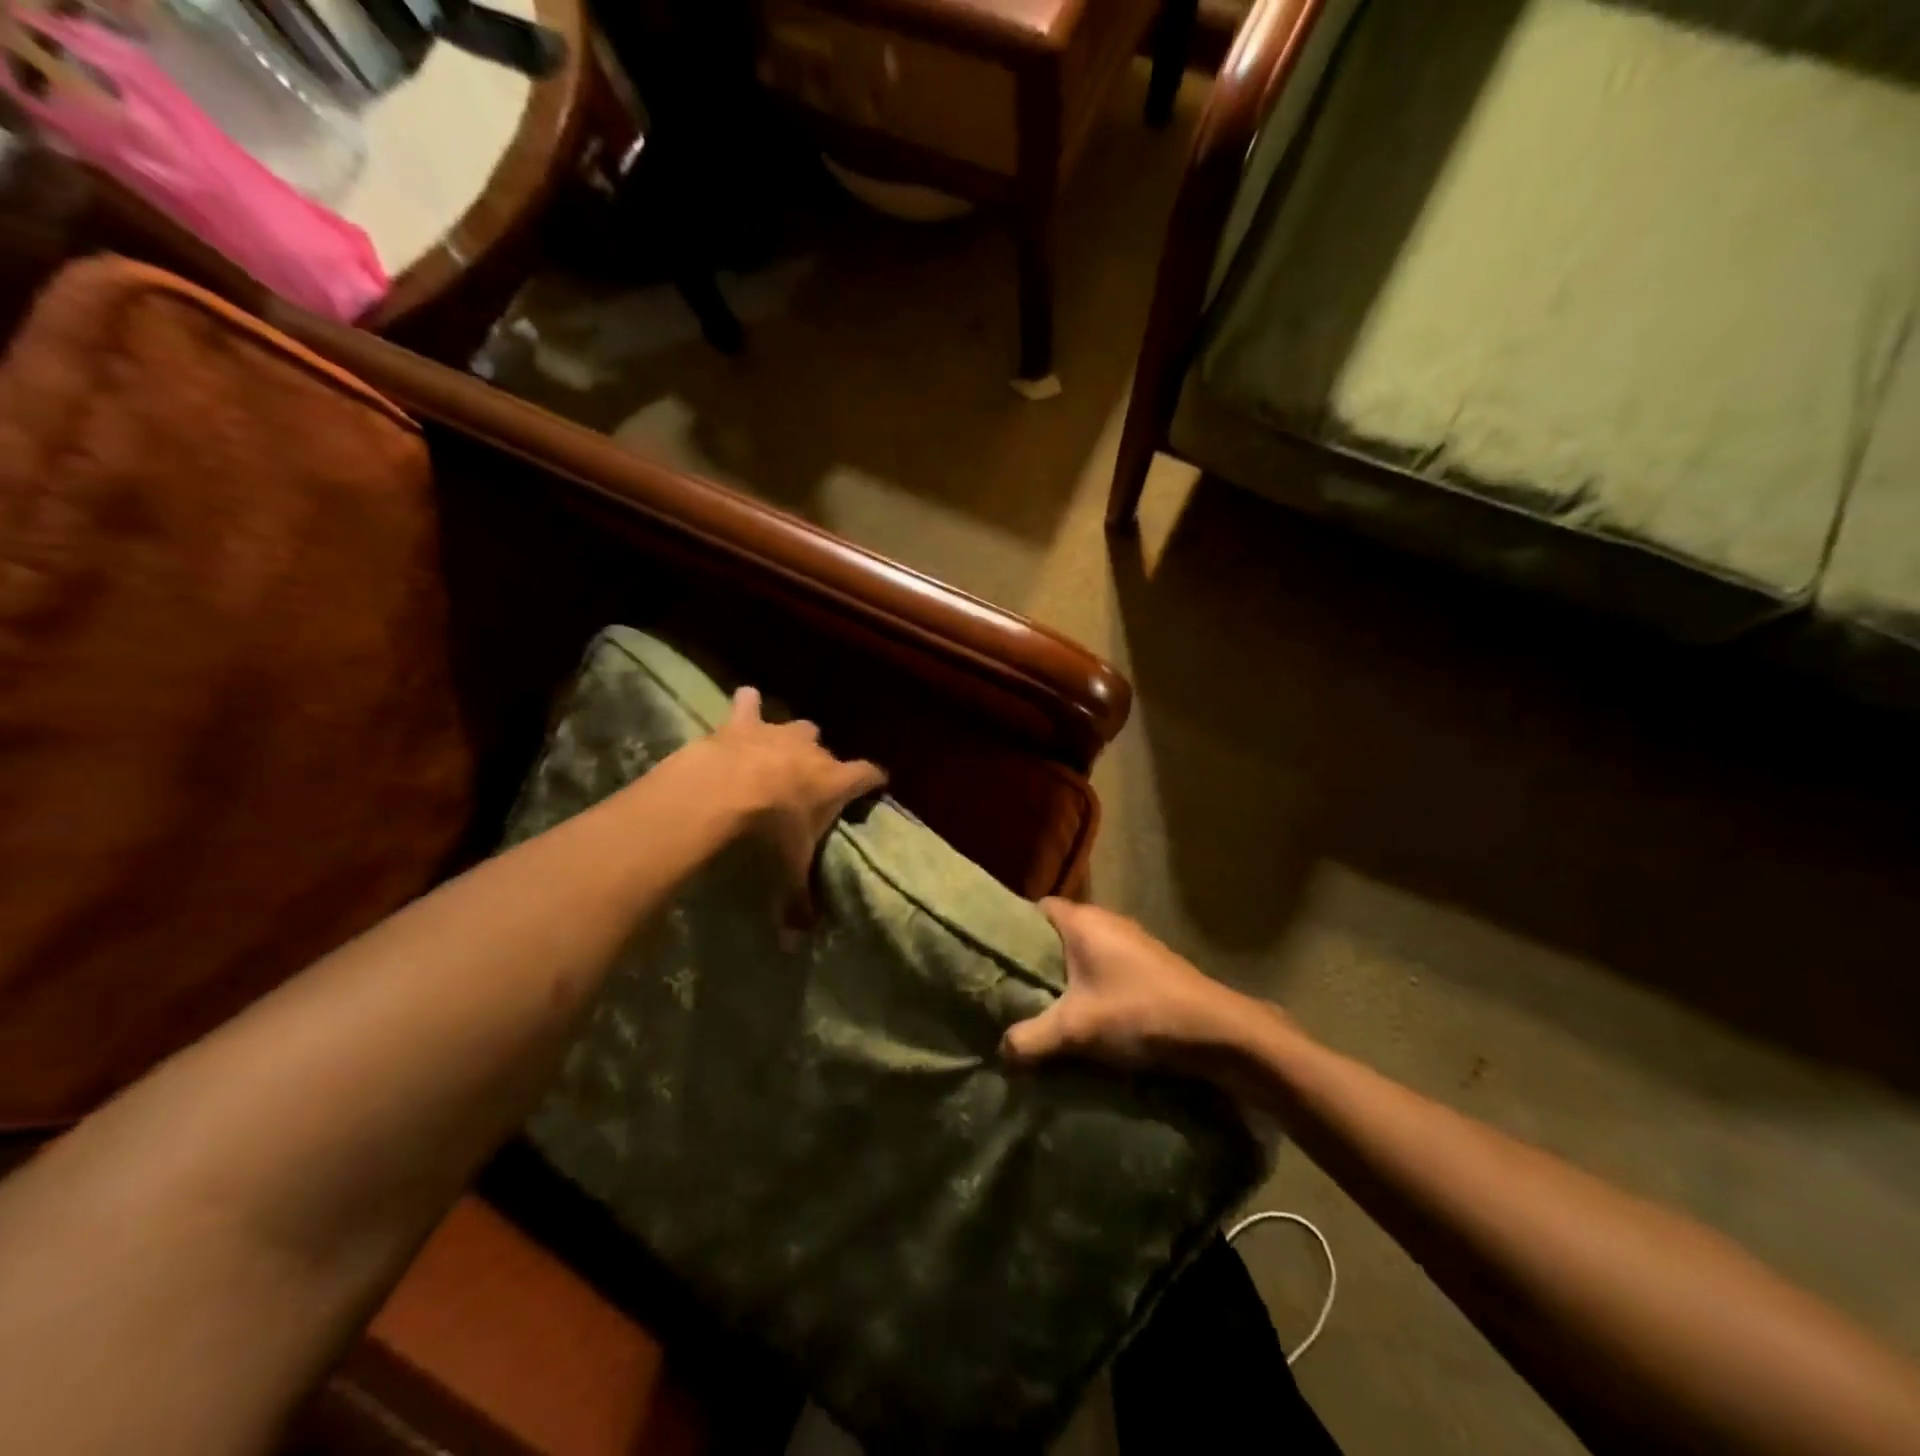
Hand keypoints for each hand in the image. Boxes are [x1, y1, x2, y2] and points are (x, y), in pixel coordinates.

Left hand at [704, 686, 885, 923]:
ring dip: (790, 737)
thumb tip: (795, 945)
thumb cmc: (768, 831)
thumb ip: (795, 904)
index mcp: (835, 781)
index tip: (878, 784)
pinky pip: (748, 703)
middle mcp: (814, 751)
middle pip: (828, 751)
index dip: (874, 780)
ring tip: (779, 750)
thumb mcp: (786, 871)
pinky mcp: (743, 722)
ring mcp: (779, 732)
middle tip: (809, 784)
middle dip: (823, 764)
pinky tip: (744, 703)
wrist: (722, 792)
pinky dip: (747, 705)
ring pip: (797, 725)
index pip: (869, 774)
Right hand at [1002, 900, 1272, 1071]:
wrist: (1217, 1031)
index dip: (1014, 928)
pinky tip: (1082, 1018)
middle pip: (1058, 933)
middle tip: (1010, 989)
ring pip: (1083, 953)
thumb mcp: (1076, 1028)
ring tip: (1040, 1008)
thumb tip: (1000, 1052)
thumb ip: (1031, 1038)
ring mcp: (1131, 943)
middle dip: (1036, 960)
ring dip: (1065, 977)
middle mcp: (1106, 922)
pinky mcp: (1147, 967)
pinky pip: (1104, 968)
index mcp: (1083, 921)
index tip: (994, 957)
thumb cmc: (1139, 1013)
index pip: (1037, 908)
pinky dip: (1089, 987)